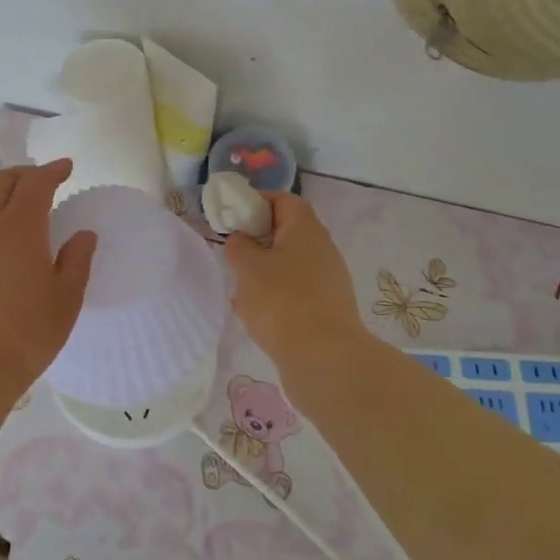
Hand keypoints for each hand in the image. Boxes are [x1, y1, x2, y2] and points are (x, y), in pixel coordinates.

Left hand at [0, 159, 96, 409]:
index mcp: (20, 228)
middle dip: (24, 174)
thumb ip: (77, 260)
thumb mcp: (66, 299)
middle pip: (2, 182)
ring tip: (20, 205)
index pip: (36, 183)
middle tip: (44, 180)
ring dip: (2, 192)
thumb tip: (83, 234)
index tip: (67, 167)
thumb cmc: (27, 334)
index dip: (52, 171)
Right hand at [224, 192, 366, 366]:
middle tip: (232, 255)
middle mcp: (322, 249)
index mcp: (306, 229)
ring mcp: (327, 280)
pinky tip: (257, 318)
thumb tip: (241, 241)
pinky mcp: (325, 309)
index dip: (257, 202)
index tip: (232, 216)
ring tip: (240, 291)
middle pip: (286, 233)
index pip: (283, 201)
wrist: (325, 359)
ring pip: (288, 266)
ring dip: (263, 274)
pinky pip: (294, 293)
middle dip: (256, 242)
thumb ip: (238, 247)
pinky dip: (274, 298)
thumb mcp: (248, 268)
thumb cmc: (282, 302)